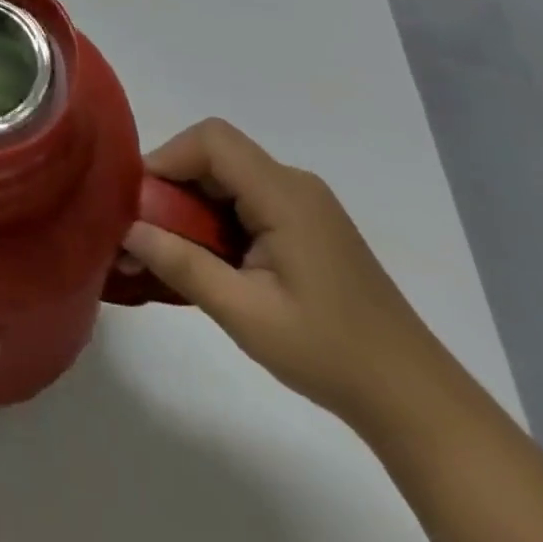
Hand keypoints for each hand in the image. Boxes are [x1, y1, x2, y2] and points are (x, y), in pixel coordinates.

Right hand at [121, 118, 447, 424]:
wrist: (415, 401)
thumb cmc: (329, 353)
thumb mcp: (246, 315)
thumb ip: (182, 265)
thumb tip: (127, 229)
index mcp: (284, 194)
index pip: (211, 140)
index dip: (167, 157)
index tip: (139, 201)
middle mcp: (293, 183)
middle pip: (216, 154)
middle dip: (173, 184)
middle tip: (147, 231)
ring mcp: (303, 202)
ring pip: (227, 175)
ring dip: (192, 204)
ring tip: (172, 251)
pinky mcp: (306, 223)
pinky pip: (246, 197)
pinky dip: (216, 217)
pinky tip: (210, 261)